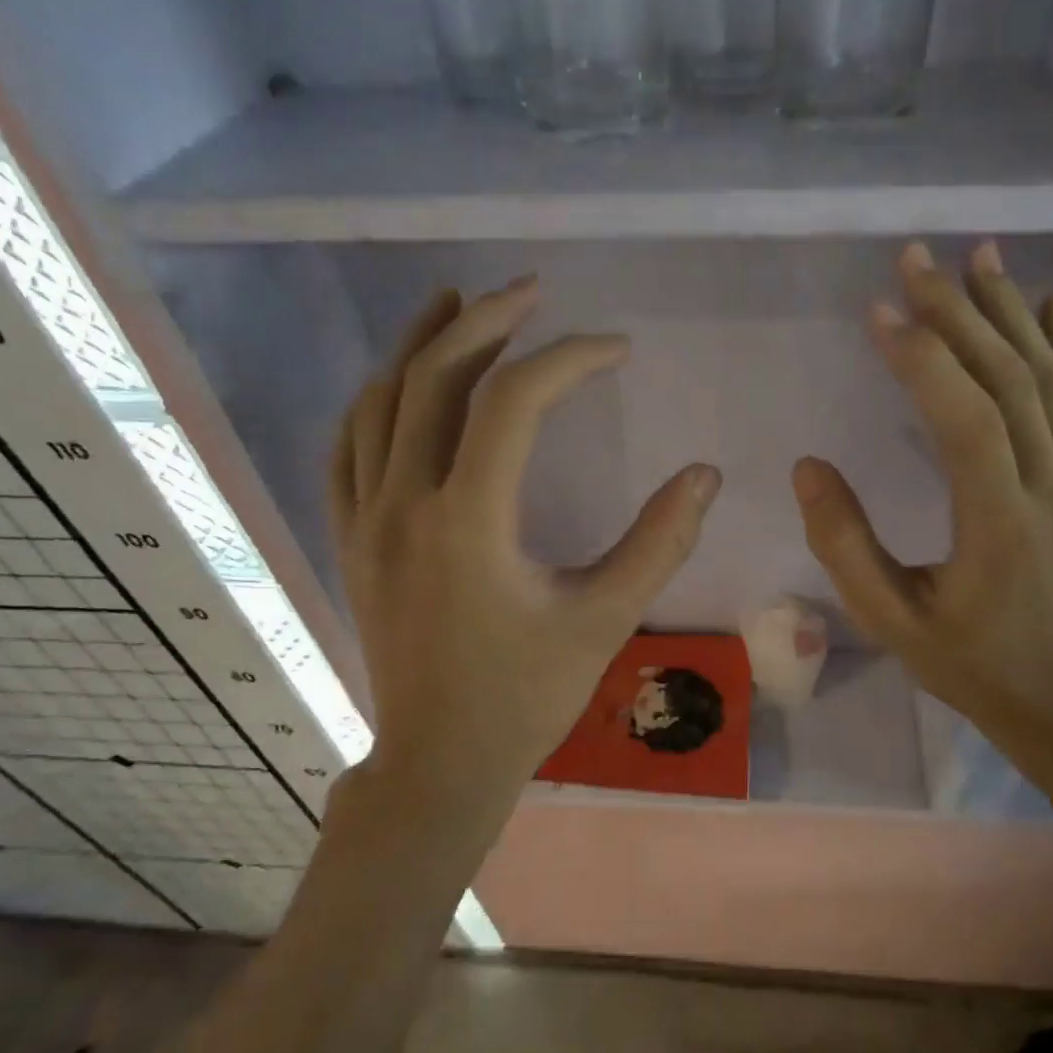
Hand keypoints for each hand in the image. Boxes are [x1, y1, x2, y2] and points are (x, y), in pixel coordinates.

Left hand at [329, 278, 720, 807]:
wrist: (440, 761)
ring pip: (380, 401)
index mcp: (469, 521)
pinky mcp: (350, 538)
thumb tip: (704, 475)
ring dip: (422, 342)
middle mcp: (405, 503)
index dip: (570, 360)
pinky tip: (400, 379)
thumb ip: (659, 543)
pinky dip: (376, 399)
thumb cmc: (526, 696)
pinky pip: (348, 447)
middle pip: (435, 378)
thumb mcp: (605, 620)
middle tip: (534, 291)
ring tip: (459, 300)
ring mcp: (365, 519)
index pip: (514, 402)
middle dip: (488, 320)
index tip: (617, 351)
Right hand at [791, 241, 1052, 749]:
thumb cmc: (964, 661)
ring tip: (981, 256)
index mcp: (998, 522)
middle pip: (1009, 380)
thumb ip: (844, 544)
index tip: (879, 311)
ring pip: (1050, 380)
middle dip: (960, 312)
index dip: (922, 358)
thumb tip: (808, 467)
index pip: (964, 418)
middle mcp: (1050, 487)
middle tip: (917, 258)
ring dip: (1012, 312)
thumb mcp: (888, 619)